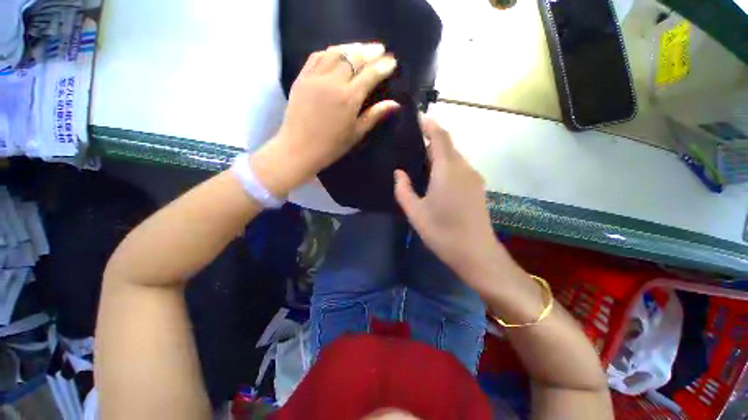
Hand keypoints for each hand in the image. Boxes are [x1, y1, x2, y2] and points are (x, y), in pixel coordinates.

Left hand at [251, 43, 399, 195]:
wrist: (299, 148)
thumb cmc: (331, 146)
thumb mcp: (356, 133)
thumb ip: (374, 115)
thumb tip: (395, 104)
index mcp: (349, 98)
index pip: (370, 74)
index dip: (383, 66)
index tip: (392, 62)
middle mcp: (333, 82)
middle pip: (354, 57)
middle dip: (370, 51)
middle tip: (380, 50)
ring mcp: (315, 77)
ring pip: (336, 52)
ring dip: (351, 47)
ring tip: (361, 48)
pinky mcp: (302, 77)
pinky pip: (317, 56)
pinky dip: (330, 51)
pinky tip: (337, 52)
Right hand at [395, 118, 507, 293]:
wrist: (476, 253)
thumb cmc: (442, 232)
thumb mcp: (415, 212)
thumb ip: (403, 189)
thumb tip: (399, 173)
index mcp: (448, 170)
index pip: (440, 137)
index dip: (430, 125)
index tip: (419, 117)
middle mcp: (464, 168)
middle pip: (449, 146)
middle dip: (433, 139)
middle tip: (414, 143)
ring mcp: (474, 178)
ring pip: (455, 157)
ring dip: (440, 153)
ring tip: (422, 159)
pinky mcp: (477, 188)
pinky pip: (460, 168)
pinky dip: (447, 165)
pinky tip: (436, 176)